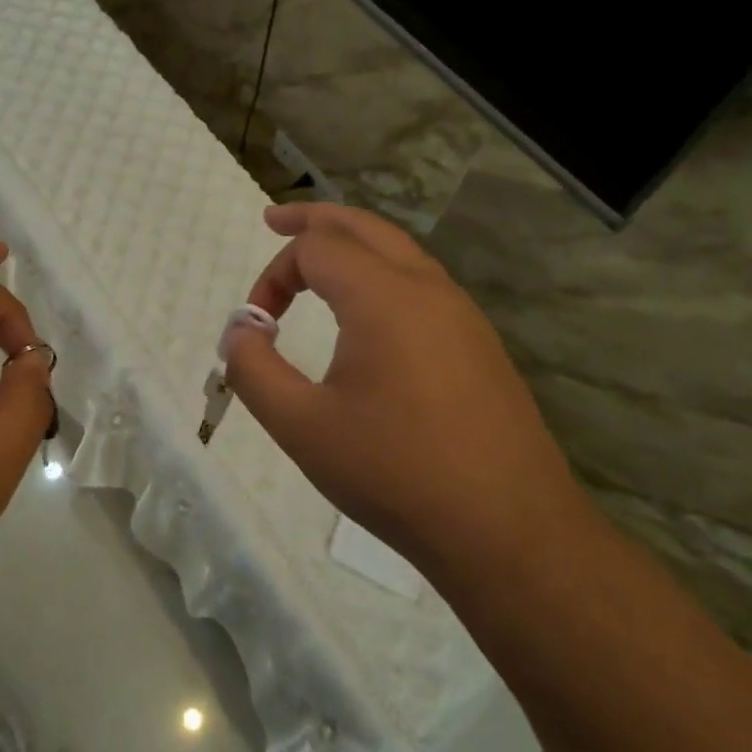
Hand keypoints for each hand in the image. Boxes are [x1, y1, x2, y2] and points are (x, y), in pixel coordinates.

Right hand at [224, 204, 581, 575]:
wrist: (509, 531)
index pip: (316, 248)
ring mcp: (462, 316)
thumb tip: (241, 331)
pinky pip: (422, 285)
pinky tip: (369, 313)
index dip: (273, 274)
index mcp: (384, 297)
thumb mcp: (302, 426)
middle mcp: (427, 289)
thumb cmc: (396, 474)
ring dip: (352, 245)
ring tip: (318, 258)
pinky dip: (382, 274)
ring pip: (399, 252)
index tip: (256, 326)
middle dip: (314, 219)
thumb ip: (254, 370)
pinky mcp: (479, 345)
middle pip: (363, 227)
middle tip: (275, 220)